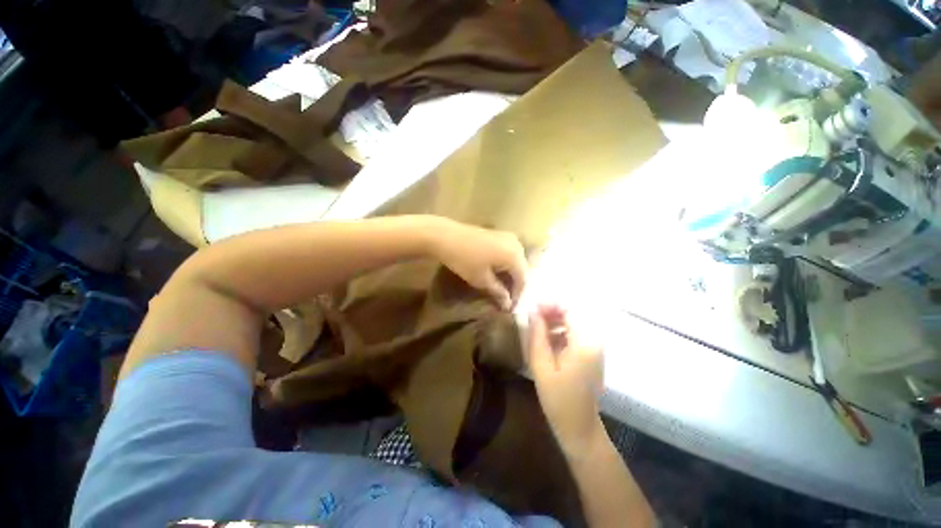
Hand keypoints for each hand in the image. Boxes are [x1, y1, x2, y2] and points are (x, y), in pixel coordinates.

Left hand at [430, 218, 526, 309]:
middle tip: (507, 298)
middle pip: (521, 268)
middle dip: (515, 284)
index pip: (523, 279)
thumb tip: (508, 304)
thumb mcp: (481, 279)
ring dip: (510, 274)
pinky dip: (505, 264)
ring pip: (515, 260)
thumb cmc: (464, 260)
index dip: (518, 294)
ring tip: (502, 287)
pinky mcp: (498, 234)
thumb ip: (498, 292)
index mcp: (515, 255)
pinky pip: (509, 252)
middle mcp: (516, 244)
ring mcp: (507, 236)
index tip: (510, 307)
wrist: (445, 236)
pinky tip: (498, 272)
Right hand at [527, 304, 604, 454]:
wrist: (579, 428)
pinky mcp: (591, 355)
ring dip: (555, 322)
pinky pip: (575, 335)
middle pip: (573, 315)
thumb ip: (537, 336)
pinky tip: (547, 341)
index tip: (533, 307)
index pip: (570, 311)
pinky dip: (560, 333)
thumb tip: (532, 312)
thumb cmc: (558, 399)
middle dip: (552, 312)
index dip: (551, 305)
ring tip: (536, 328)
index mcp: (584, 344)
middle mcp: (594, 342)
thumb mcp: (541, 366)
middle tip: (532, 317)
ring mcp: (594, 349)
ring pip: (573, 324)